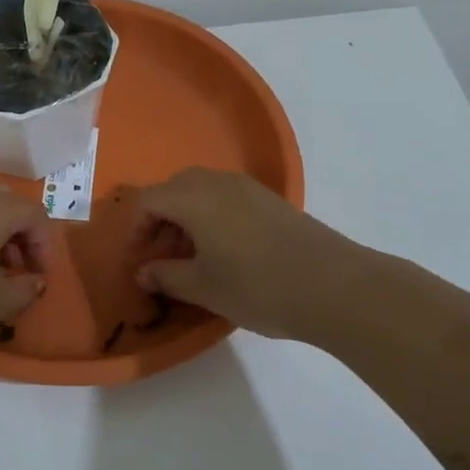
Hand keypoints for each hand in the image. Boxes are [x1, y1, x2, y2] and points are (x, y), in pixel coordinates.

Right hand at [129, 168, 351, 339]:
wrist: (333, 285)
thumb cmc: (256, 286)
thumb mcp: (202, 287)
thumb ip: (165, 276)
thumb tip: (144, 272)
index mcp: (192, 197)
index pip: (148, 201)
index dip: (136, 230)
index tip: (140, 262)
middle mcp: (216, 182)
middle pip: (174, 190)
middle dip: (161, 221)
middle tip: (163, 257)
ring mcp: (248, 188)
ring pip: (202, 192)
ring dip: (187, 218)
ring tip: (193, 257)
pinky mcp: (271, 200)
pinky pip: (227, 198)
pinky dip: (213, 217)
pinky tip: (226, 251)